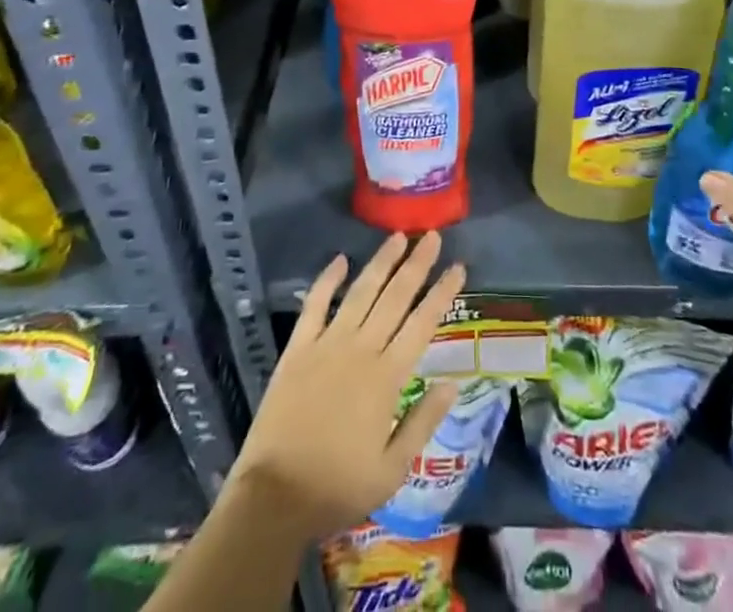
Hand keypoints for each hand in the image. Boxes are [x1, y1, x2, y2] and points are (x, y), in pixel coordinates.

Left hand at [230, 231, 466, 540]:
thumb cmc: (338, 488)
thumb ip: (423, 422)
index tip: (458, 267)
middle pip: (395, 297)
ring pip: (361, 292)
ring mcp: (327, 344)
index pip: (422, 323)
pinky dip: (327, 280)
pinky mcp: (297, 348)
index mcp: (387, 377)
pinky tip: (340, 259)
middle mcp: (361, 350)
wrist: (274, 497)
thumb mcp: (392, 470)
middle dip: (417, 264)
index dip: (442, 293)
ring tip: (399, 236)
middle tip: (433, 236)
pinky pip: (315, 305)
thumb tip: (452, 384)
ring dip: (381, 262)